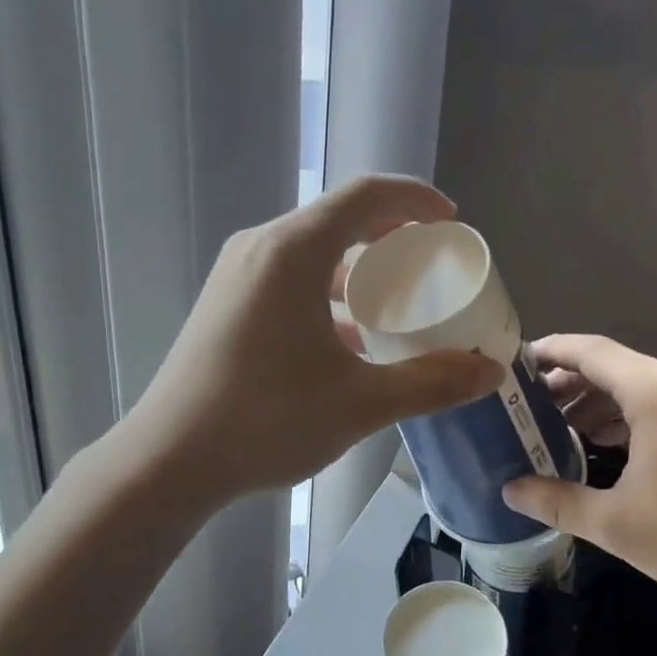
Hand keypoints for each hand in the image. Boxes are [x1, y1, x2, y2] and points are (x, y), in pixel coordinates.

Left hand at [124, 177, 502, 502]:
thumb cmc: (266, 420)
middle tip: (432, 268)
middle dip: (392, 237)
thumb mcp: (360, 403)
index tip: (452, 224)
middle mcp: (261, 248)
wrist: (168, 460)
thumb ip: (431, 383)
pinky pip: (289, 281)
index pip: (366, 195)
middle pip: (339, 220)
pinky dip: (328, 297)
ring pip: (312, 254)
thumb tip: (489, 372)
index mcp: (293, 251)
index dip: (416, 199)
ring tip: (398, 307)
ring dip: (360, 272)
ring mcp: (237, 277)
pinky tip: (351, 343)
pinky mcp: (225, 306)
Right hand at [502, 335, 656, 610]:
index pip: (588, 351)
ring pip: (636, 387)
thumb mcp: (616, 523)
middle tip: (524, 407)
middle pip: (611, 367)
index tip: (512, 364)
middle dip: (565, 383)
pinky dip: (625, 417)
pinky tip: (601, 445)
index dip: (547, 352)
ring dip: (595, 402)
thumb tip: (510, 492)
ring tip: (554, 427)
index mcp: (655, 391)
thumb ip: (557, 501)